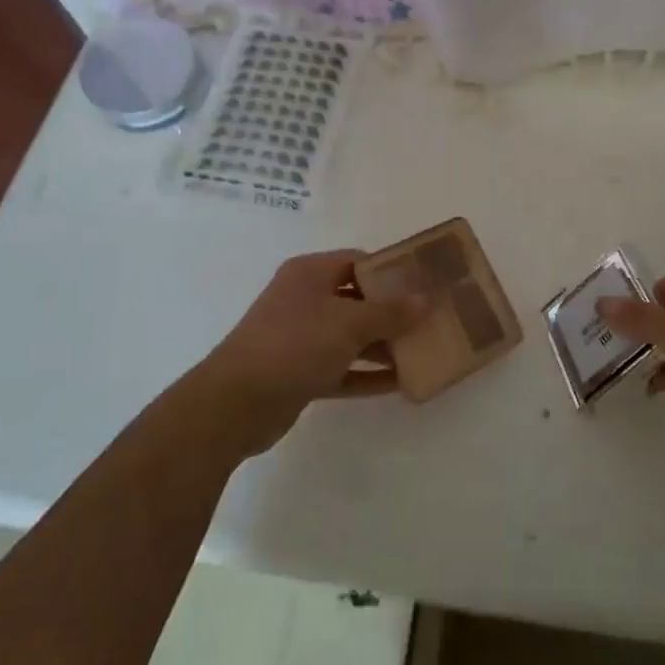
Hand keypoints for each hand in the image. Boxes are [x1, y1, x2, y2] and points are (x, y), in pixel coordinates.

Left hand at [190, 251, 426, 458]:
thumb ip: (390, 312)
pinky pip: (342, 368)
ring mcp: (300, 338)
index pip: (359, 261)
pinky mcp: (299, 373)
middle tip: (429, 320)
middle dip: (393, 312)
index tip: (425, 283)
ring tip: (422, 352)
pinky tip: (399, 383)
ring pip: (351, 336)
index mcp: (310, 273)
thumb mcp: (348, 323)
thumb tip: (425, 299)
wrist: (235, 403)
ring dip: (383, 345)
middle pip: (357, 299)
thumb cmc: (294, 344)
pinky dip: (366, 374)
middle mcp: (304, 299)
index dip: (392, 270)